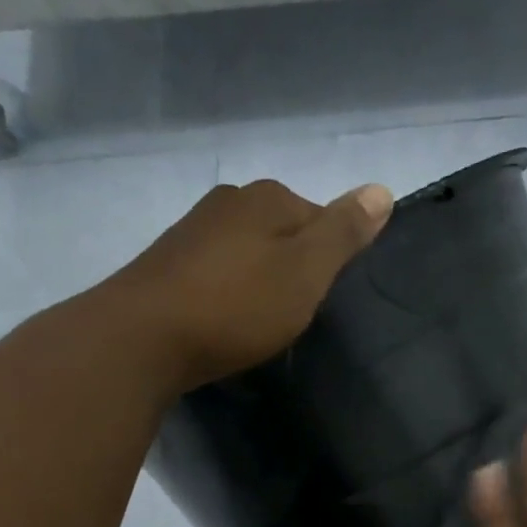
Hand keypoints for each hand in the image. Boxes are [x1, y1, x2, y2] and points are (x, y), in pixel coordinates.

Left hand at [103, 178, 392, 392]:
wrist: (144, 338)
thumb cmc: (237, 306)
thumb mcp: (306, 272)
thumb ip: (344, 233)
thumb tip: (382, 189)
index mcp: (267, 197)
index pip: (322, 217)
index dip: (332, 258)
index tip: (326, 298)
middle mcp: (229, 201)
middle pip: (283, 231)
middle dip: (295, 267)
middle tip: (297, 314)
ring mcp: (193, 230)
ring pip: (248, 252)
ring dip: (260, 281)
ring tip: (262, 322)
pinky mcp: (169, 264)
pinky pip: (218, 273)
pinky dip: (230, 293)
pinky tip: (226, 320)